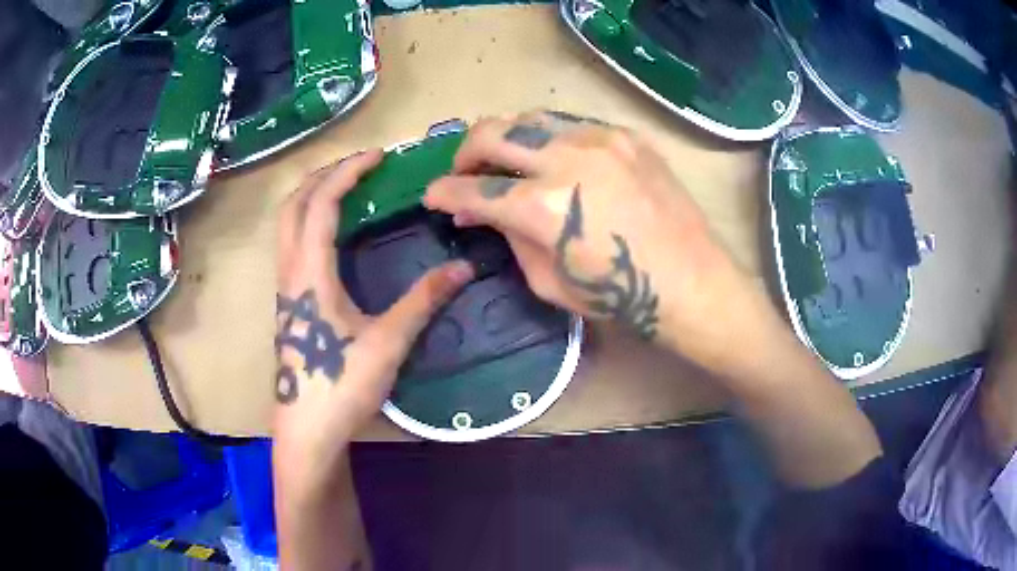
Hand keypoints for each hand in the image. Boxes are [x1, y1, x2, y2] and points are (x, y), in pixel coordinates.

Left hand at [273, 150, 473, 482]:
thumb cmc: (341, 386)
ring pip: (287, 226)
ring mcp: (286, 289)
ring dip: (312, 196)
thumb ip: (423, 301)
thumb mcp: (388, 343)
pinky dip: (309, 221)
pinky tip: (334, 235)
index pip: (321, 204)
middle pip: (293, 206)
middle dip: (323, 175)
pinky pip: (291, 245)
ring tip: (346, 189)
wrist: (307, 430)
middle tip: (358, 166)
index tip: (378, 156)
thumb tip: (464, 268)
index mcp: (310, 274)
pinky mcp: (289, 304)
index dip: (347, 172)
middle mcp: (290, 273)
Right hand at [424, 110, 758, 373]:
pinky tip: (552, 158)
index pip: (473, 189)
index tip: (432, 196)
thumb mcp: (548, 281)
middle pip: (492, 133)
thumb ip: (509, 237)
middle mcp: (567, 158)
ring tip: (504, 159)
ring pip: (530, 117)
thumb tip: (481, 211)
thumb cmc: (620, 296)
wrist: (692, 282)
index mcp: (543, 207)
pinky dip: (548, 138)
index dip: (443, 192)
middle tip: (463, 172)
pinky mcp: (626, 136)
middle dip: (464, 153)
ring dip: (505, 137)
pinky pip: (571, 124)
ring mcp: (601, 139)